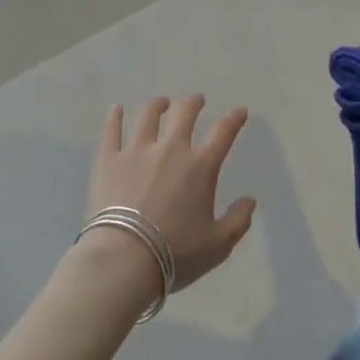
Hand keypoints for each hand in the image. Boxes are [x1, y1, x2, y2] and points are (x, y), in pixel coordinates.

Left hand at [82, 96, 256, 295]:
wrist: (124, 259)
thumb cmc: (175, 254)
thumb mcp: (218, 245)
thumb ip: (238, 221)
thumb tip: (250, 201)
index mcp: (200, 167)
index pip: (223, 133)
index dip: (234, 119)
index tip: (240, 111)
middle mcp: (171, 149)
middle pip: (184, 114)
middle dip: (193, 103)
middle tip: (196, 100)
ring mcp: (137, 151)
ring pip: (148, 116)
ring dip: (158, 106)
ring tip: (161, 102)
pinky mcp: (109, 160)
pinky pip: (112, 131)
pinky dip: (114, 117)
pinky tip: (116, 108)